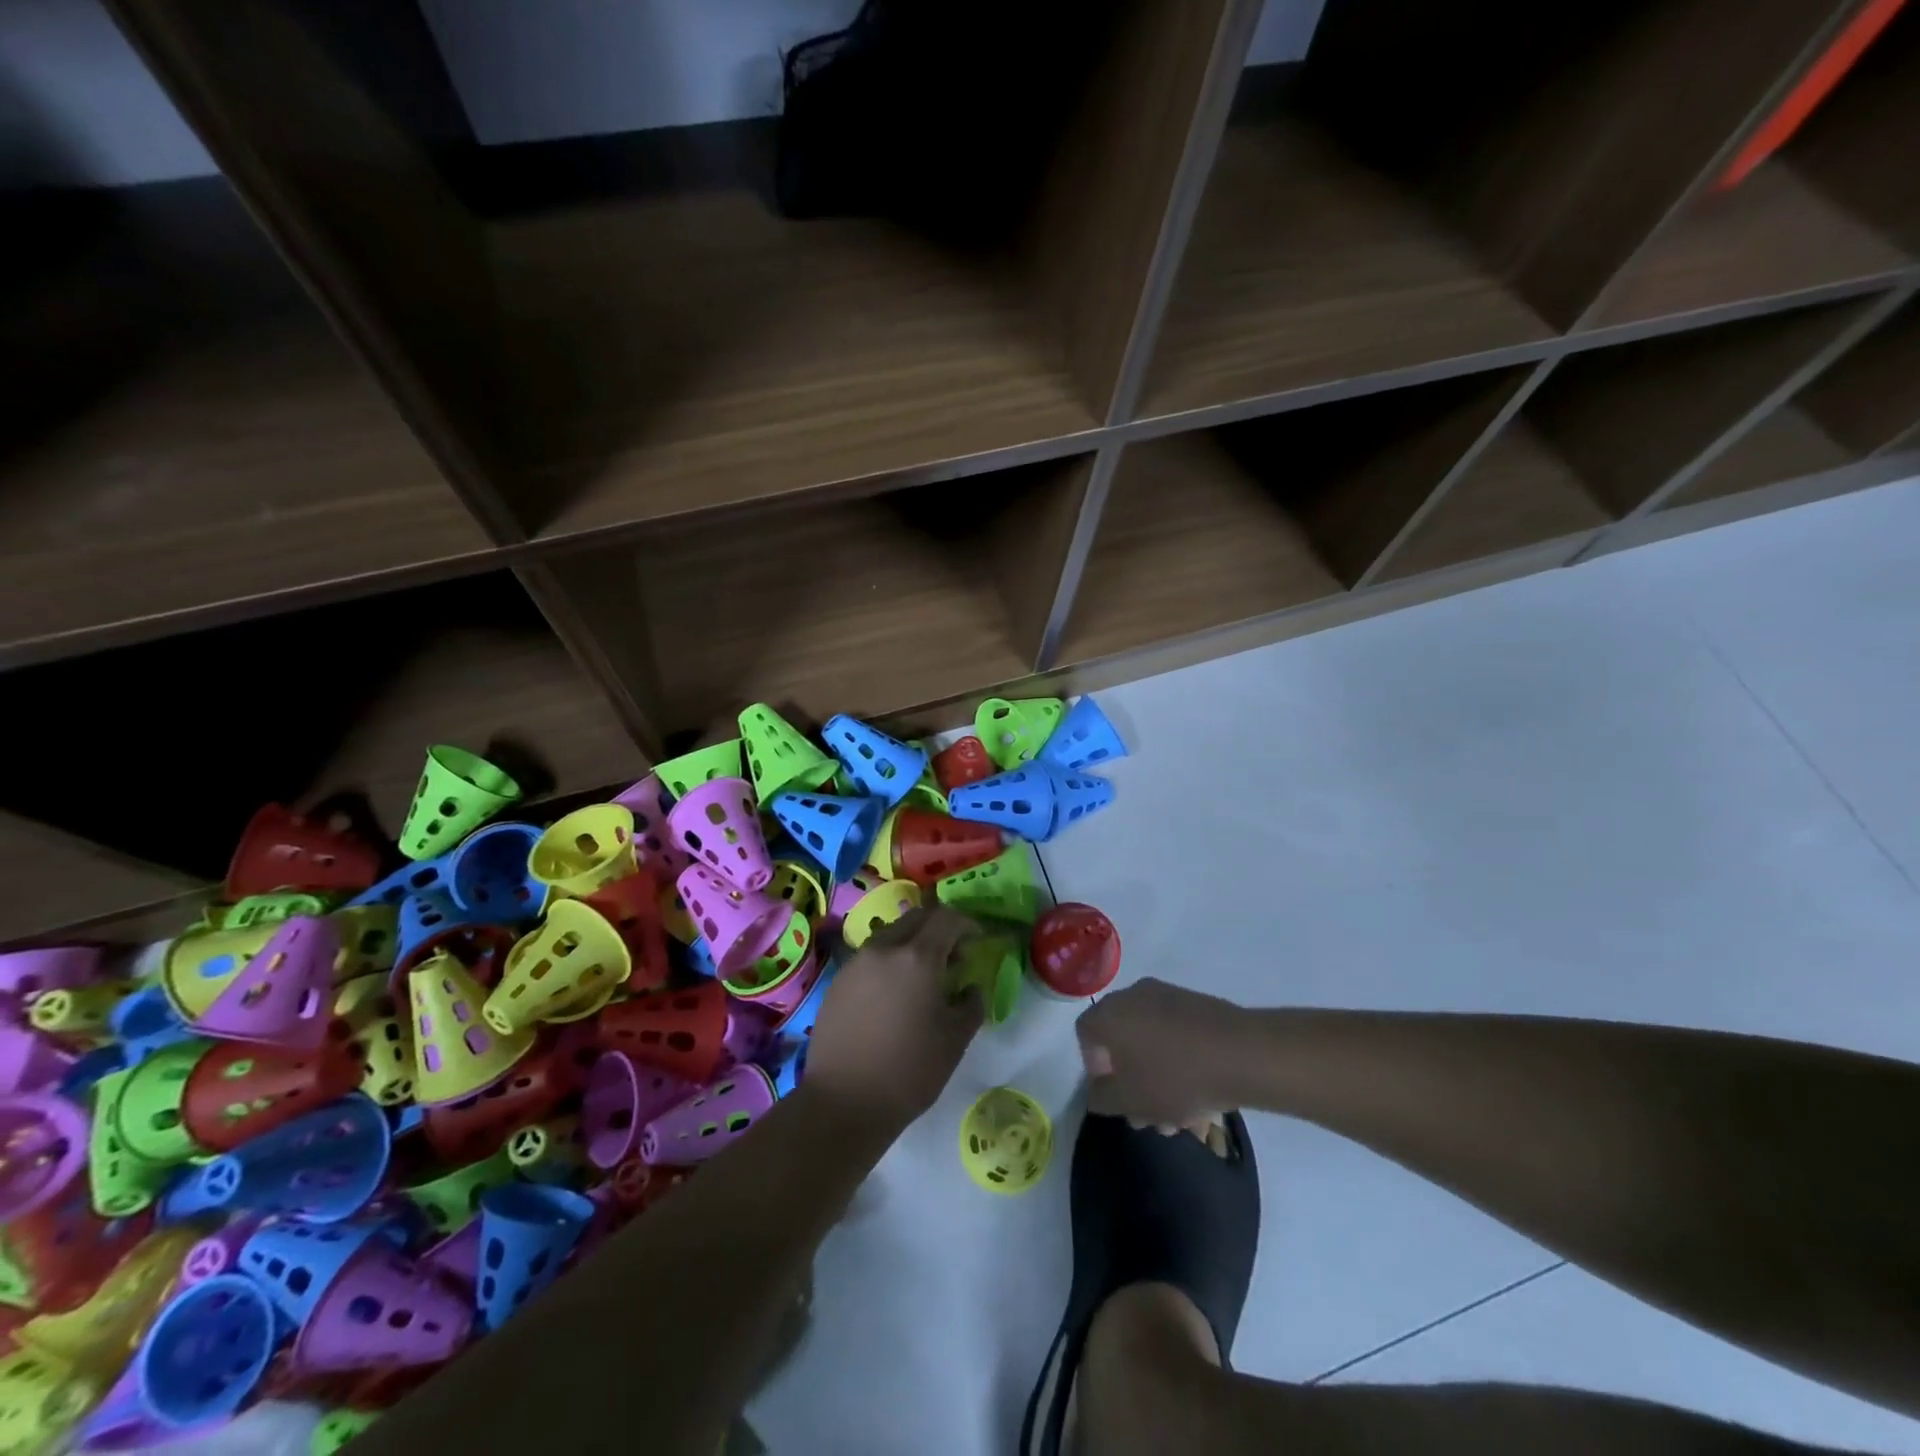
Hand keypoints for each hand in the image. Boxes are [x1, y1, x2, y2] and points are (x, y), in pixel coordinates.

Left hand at [805, 905, 984, 1131]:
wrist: (844, 1101)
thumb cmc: (909, 1071)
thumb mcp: (955, 1040)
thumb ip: (971, 1004)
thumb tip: (971, 988)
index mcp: (918, 957)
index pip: (947, 918)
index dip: (967, 924)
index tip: (977, 940)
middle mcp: (884, 949)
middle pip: (916, 918)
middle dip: (939, 928)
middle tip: (953, 956)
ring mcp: (856, 963)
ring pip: (891, 935)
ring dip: (912, 943)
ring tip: (922, 977)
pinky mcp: (838, 981)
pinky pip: (870, 957)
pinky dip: (889, 961)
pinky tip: (893, 995)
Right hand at [1077, 978, 1249, 1125]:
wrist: (1241, 1053)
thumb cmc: (1174, 1077)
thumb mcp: (1129, 1100)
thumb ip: (1101, 1098)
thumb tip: (1097, 1091)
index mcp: (1109, 1013)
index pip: (1085, 1035)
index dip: (1093, 1067)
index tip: (1114, 1095)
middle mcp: (1132, 996)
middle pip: (1120, 1040)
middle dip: (1130, 1081)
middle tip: (1147, 1115)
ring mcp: (1167, 996)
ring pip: (1150, 1041)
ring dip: (1156, 1078)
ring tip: (1179, 1118)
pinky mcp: (1196, 1004)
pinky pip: (1174, 1035)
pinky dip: (1178, 1062)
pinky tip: (1199, 1097)